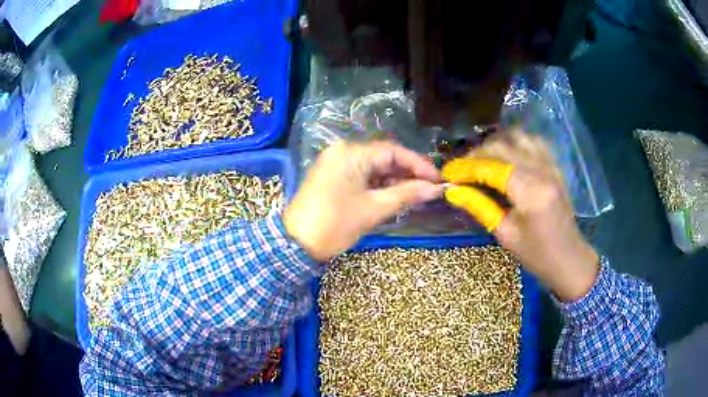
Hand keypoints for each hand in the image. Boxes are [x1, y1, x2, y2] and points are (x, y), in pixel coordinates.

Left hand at [285, 141, 442, 261]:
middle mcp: (342, 152)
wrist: (296, 245)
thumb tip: (435, 189)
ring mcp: (335, 164)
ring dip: (394, 181)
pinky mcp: (332, 177)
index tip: (437, 180)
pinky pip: (361, 176)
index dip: (418, 165)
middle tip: (429, 190)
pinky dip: (378, 186)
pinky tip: (394, 196)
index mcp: (351, 153)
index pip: (393, 152)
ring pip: (373, 168)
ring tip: (415, 196)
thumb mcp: (374, 209)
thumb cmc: (335, 225)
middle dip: (407, 174)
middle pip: (383, 158)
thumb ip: (407, 194)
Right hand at [442, 130, 598, 301]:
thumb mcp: (505, 235)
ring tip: (483, 160)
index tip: (448, 173)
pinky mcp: (555, 167)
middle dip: (477, 154)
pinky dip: (516, 143)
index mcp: (530, 192)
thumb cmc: (537, 254)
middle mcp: (542, 171)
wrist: (569, 259)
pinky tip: (507, 155)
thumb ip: (479, 207)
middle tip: (461, 169)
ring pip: (519, 138)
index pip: (492, 167)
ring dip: (497, 144)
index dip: (466, 167)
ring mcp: (551, 166)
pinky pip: (534, 142)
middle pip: (503, 146)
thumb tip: (453, 191)